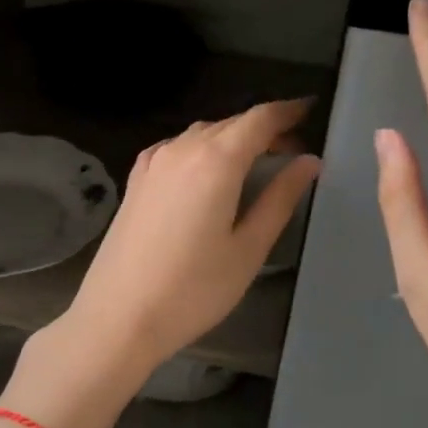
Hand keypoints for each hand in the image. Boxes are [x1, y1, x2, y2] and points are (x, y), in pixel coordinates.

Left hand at [57, 99, 320, 382]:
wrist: (118, 317)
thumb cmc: (193, 290)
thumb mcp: (248, 248)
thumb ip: (280, 199)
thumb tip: (308, 162)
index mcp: (216, 161)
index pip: (259, 119)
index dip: (287, 112)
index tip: (309, 111)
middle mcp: (182, 149)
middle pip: (231, 123)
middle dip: (264, 129)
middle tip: (292, 150)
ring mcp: (153, 162)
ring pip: (202, 134)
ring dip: (232, 138)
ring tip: (255, 162)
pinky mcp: (136, 180)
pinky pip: (176, 148)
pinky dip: (201, 149)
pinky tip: (208, 172)